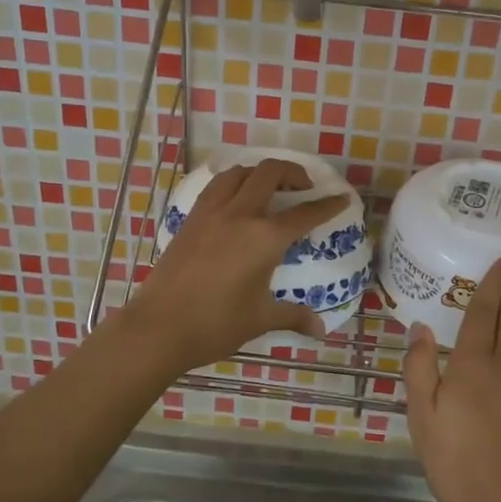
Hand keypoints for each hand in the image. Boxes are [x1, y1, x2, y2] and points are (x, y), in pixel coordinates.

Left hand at [127, 158, 347, 372]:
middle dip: (292, 173)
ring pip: (239, 173)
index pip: (305, 214)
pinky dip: (233, 183)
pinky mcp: (190, 219)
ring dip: (259, 173)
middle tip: (303, 187)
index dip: (327, 205)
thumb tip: (320, 329)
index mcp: (264, 238)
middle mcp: (240, 215)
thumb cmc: (216, 325)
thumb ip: (293, 316)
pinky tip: (235, 200)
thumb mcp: (260, 319)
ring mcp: (211, 213)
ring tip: (268, 188)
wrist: (159, 327)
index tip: (342, 198)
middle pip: (270, 173)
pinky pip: (216, 187)